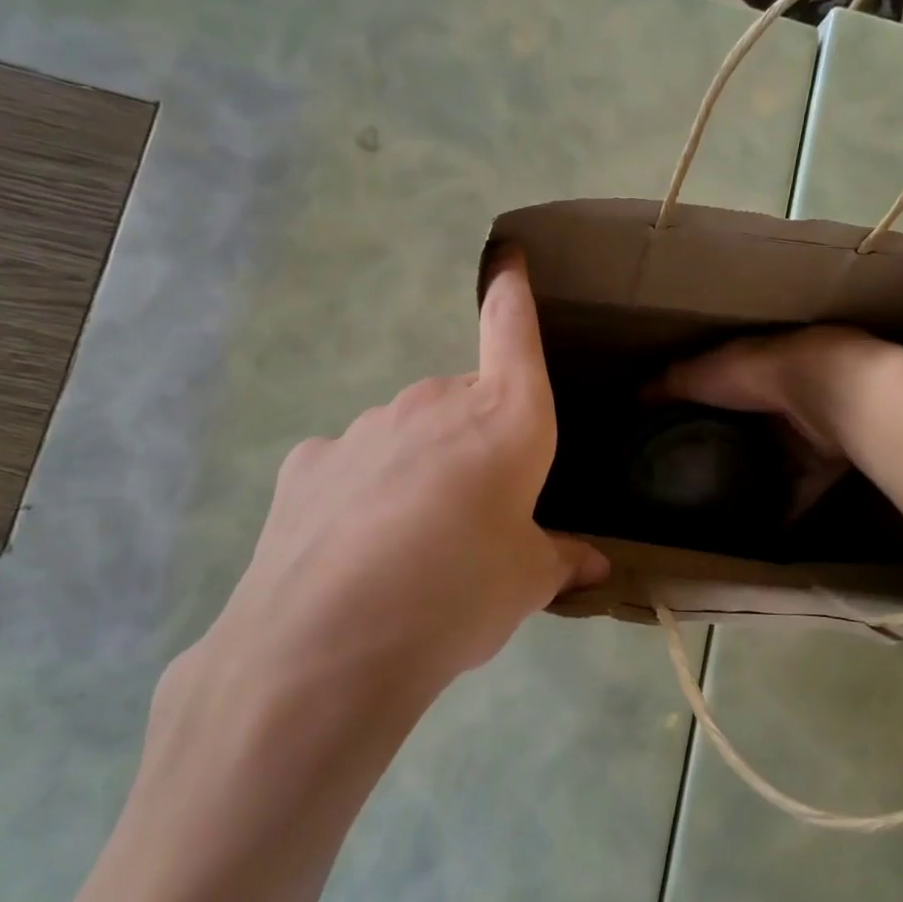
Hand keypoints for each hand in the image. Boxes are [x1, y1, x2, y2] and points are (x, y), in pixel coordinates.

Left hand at [184, 251, 607, 714]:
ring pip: (409, 434)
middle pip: (465, 403)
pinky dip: (365, 490)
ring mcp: (365, 428)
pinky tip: (356, 547)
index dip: (513, 295)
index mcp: (503, 420)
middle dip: (476, 443)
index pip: (512, 334)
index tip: (508, 260)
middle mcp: (433, 405)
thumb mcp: (525, 584)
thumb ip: (559, 561)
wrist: (330, 641)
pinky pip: (355, 464)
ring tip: (412, 544)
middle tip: (477, 514)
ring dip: (421, 468)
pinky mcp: (310, 461)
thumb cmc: (458, 594)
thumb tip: (592, 564)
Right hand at [659, 325, 891, 512]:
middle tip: (695, 480)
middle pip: (750, 431)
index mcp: (752, 371)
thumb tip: (635, 398)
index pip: (721, 390)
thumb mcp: (702, 374)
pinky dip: (782, 513)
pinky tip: (758, 535)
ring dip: (756, 484)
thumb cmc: (758, 373)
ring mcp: (807, 432)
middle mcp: (781, 400)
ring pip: (775, 463)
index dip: (701, 409)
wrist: (830, 391)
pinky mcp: (825, 464)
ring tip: (722, 511)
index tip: (675, 434)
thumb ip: (671, 385)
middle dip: (729, 451)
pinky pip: (800, 494)